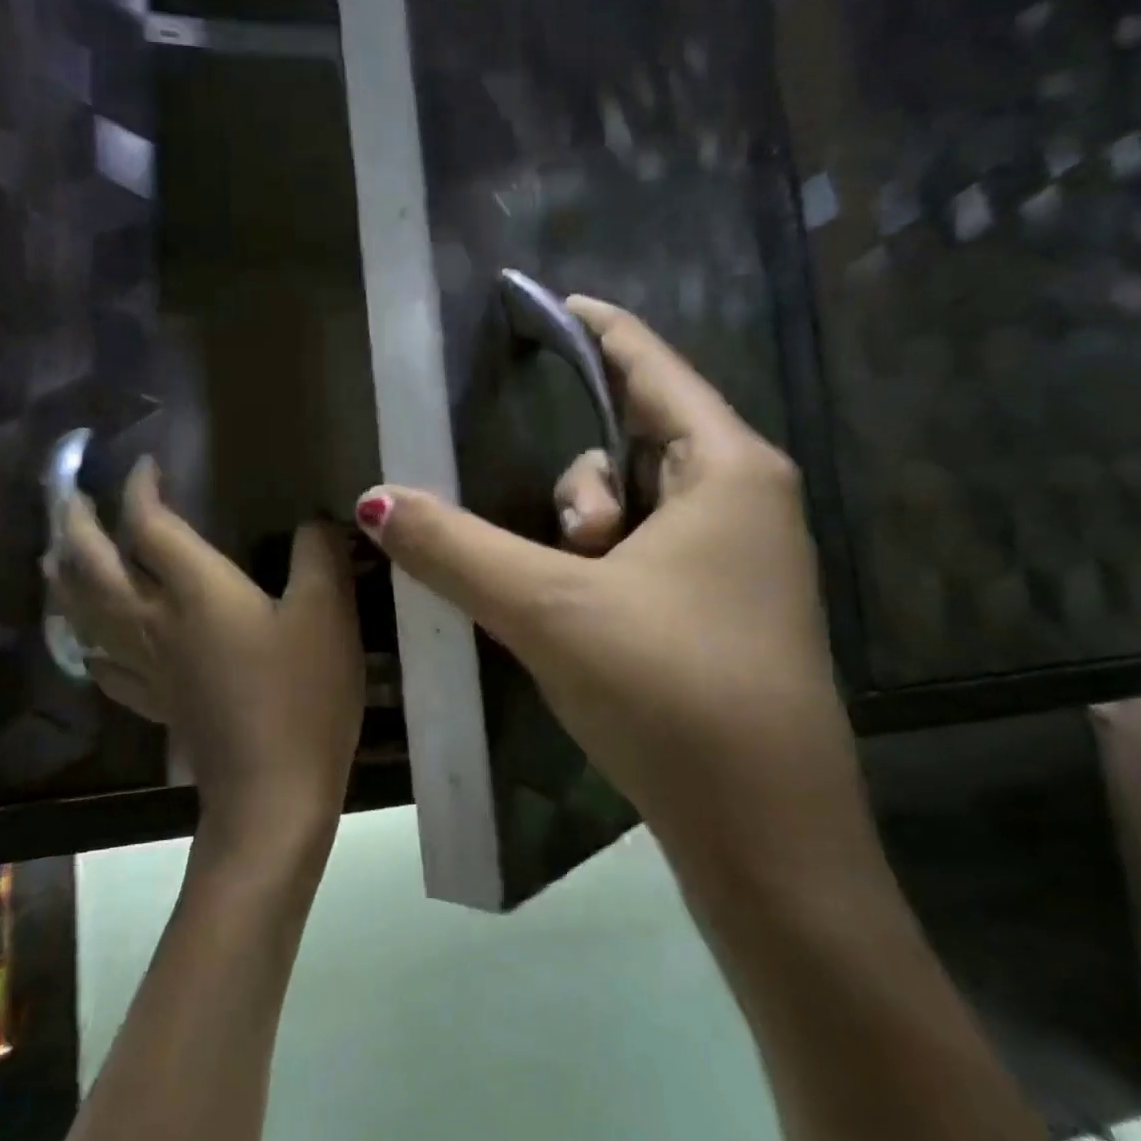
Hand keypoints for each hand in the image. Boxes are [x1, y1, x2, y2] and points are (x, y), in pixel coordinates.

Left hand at [51, 459, 364, 860]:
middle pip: (95, 568)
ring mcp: (150, 668)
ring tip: (52, 557)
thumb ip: (319, 555)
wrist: (274, 795)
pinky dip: (90, 644)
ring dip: (65, 579)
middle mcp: (157, 623)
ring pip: (86, 615)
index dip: (141, 489)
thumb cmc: (303, 696)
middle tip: (66, 495)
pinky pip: (106, 667)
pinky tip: (91, 645)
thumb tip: (315, 519)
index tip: (145, 465)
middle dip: (76, 525)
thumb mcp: (328, 613)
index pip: (150, 526)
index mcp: (195, 592)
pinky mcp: (158, 704)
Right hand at [354, 297, 852, 887]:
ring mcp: (741, 560)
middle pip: (635, 440)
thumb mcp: (549, 609)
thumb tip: (374, 500)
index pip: (651, 365)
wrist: (767, 837)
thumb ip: (455, 548)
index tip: (542, 303)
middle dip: (578, 484)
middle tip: (564, 548)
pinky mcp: (725, 610)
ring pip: (635, 506)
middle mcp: (746, 501)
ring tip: (573, 603)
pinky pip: (647, 552)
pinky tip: (578, 615)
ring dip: (586, 538)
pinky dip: (602, 567)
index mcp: (728, 469)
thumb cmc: (671, 693)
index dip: (595, 328)